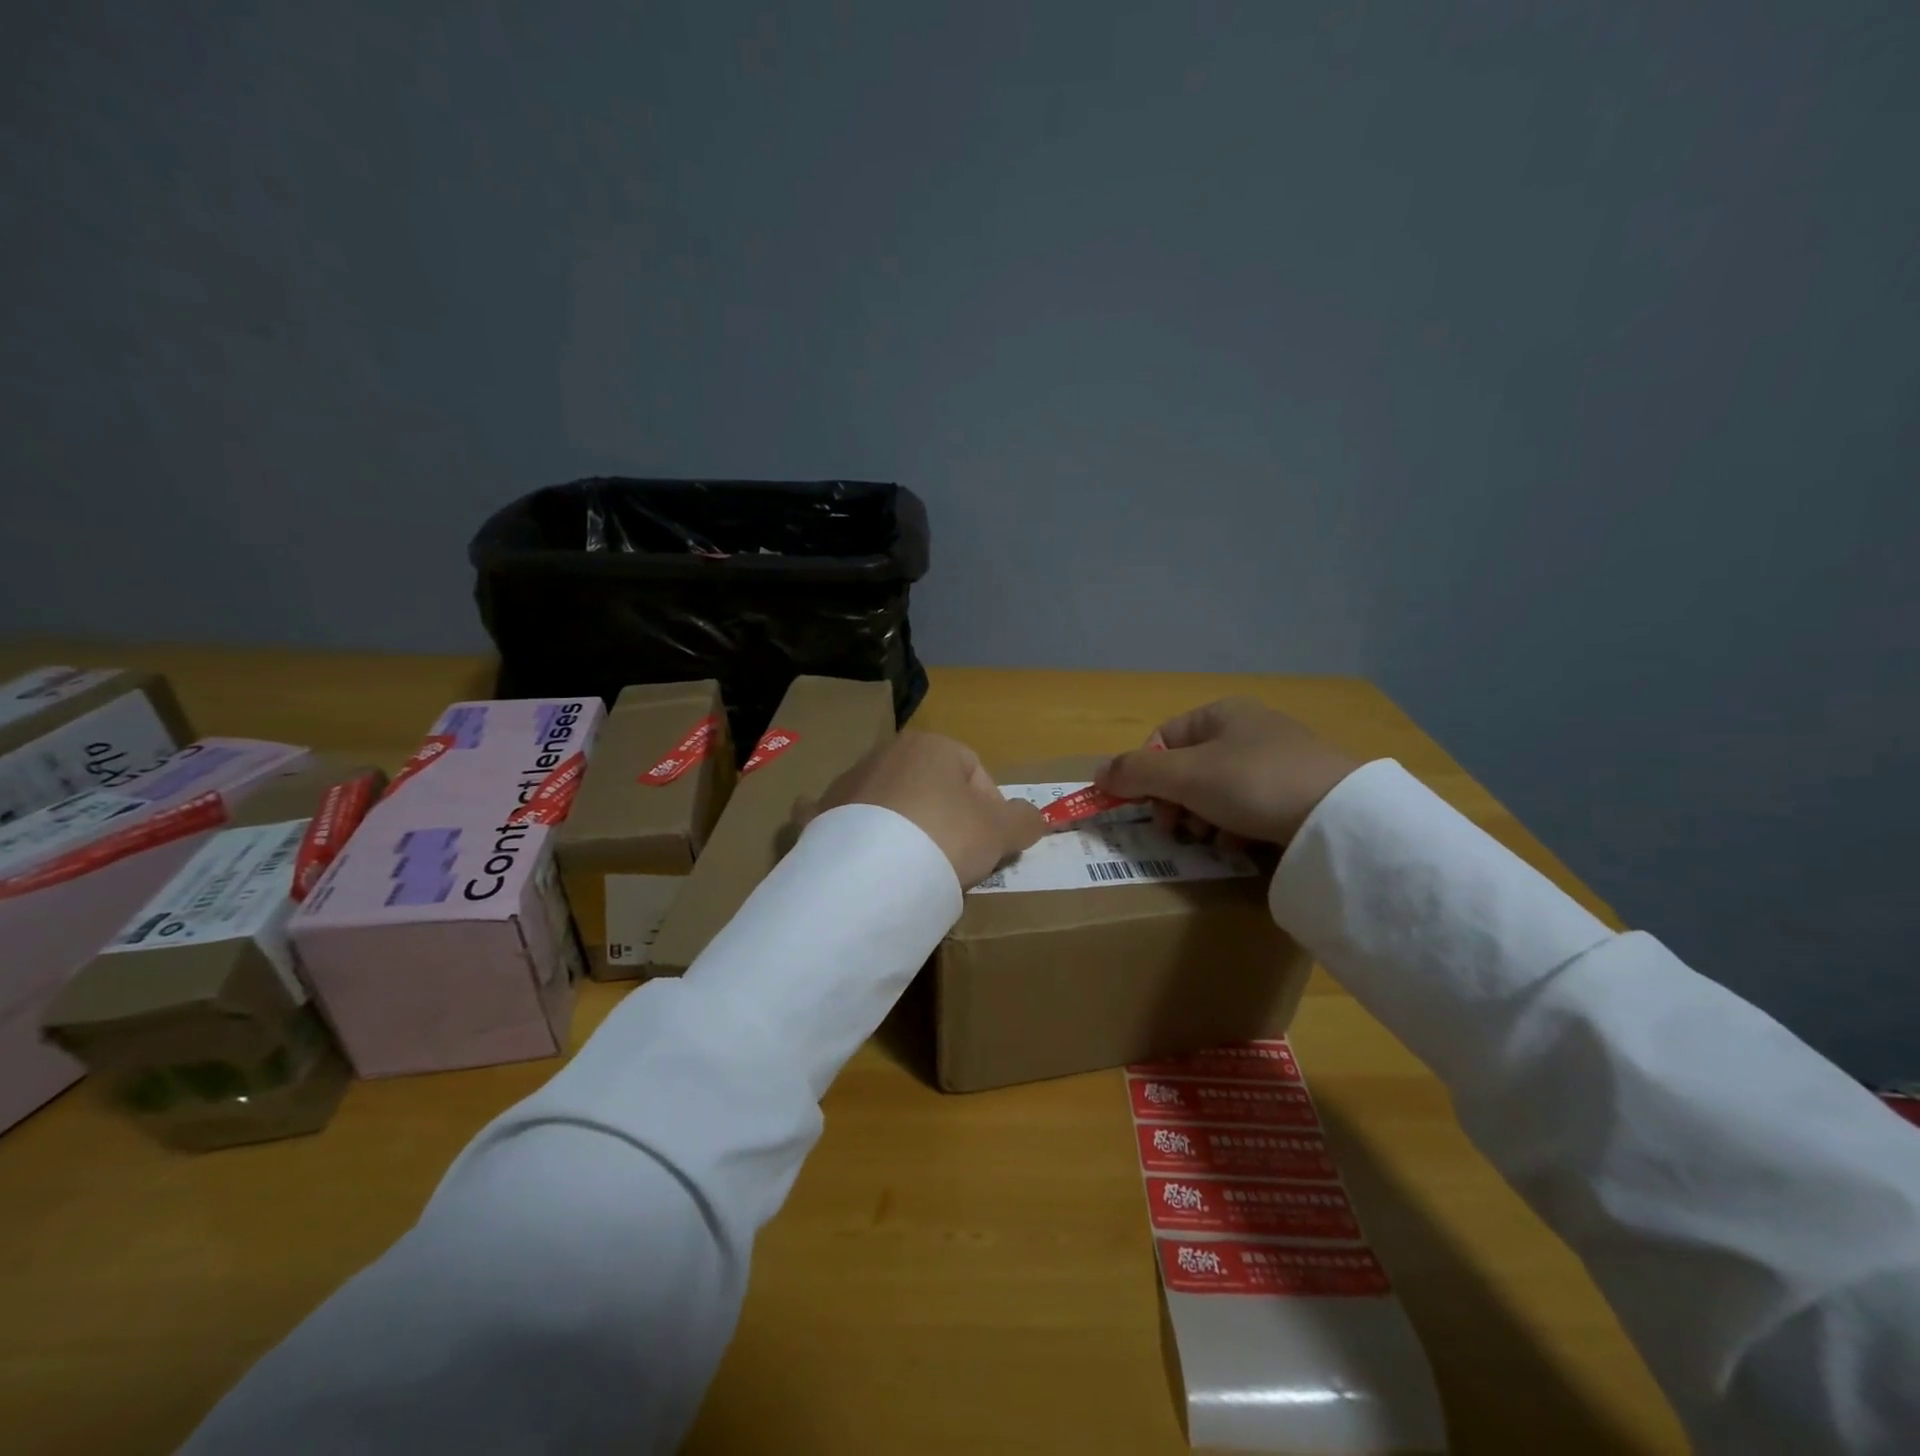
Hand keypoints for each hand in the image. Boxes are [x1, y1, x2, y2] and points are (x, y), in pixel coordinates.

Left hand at [798, 732, 1045, 887]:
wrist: (872, 872)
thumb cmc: (946, 836)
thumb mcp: (1001, 831)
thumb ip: (1024, 820)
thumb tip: (1033, 818)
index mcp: (930, 745)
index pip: (975, 772)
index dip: (991, 809)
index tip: (990, 845)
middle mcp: (885, 753)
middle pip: (930, 786)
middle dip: (946, 818)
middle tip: (956, 859)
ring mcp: (847, 783)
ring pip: (888, 804)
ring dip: (904, 828)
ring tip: (914, 869)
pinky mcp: (820, 815)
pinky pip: (841, 822)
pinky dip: (851, 835)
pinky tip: (859, 857)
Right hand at [1095, 698, 1361, 848]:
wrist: (1339, 816)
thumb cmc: (1252, 782)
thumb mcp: (1185, 775)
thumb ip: (1136, 772)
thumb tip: (1096, 774)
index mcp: (1221, 714)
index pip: (1163, 738)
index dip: (1146, 772)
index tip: (1146, 805)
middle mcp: (1248, 729)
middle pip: (1188, 767)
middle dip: (1175, 800)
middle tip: (1177, 829)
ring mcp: (1276, 760)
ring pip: (1216, 790)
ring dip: (1202, 816)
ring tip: (1212, 837)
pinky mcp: (1297, 791)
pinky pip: (1248, 806)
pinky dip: (1235, 825)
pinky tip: (1241, 842)